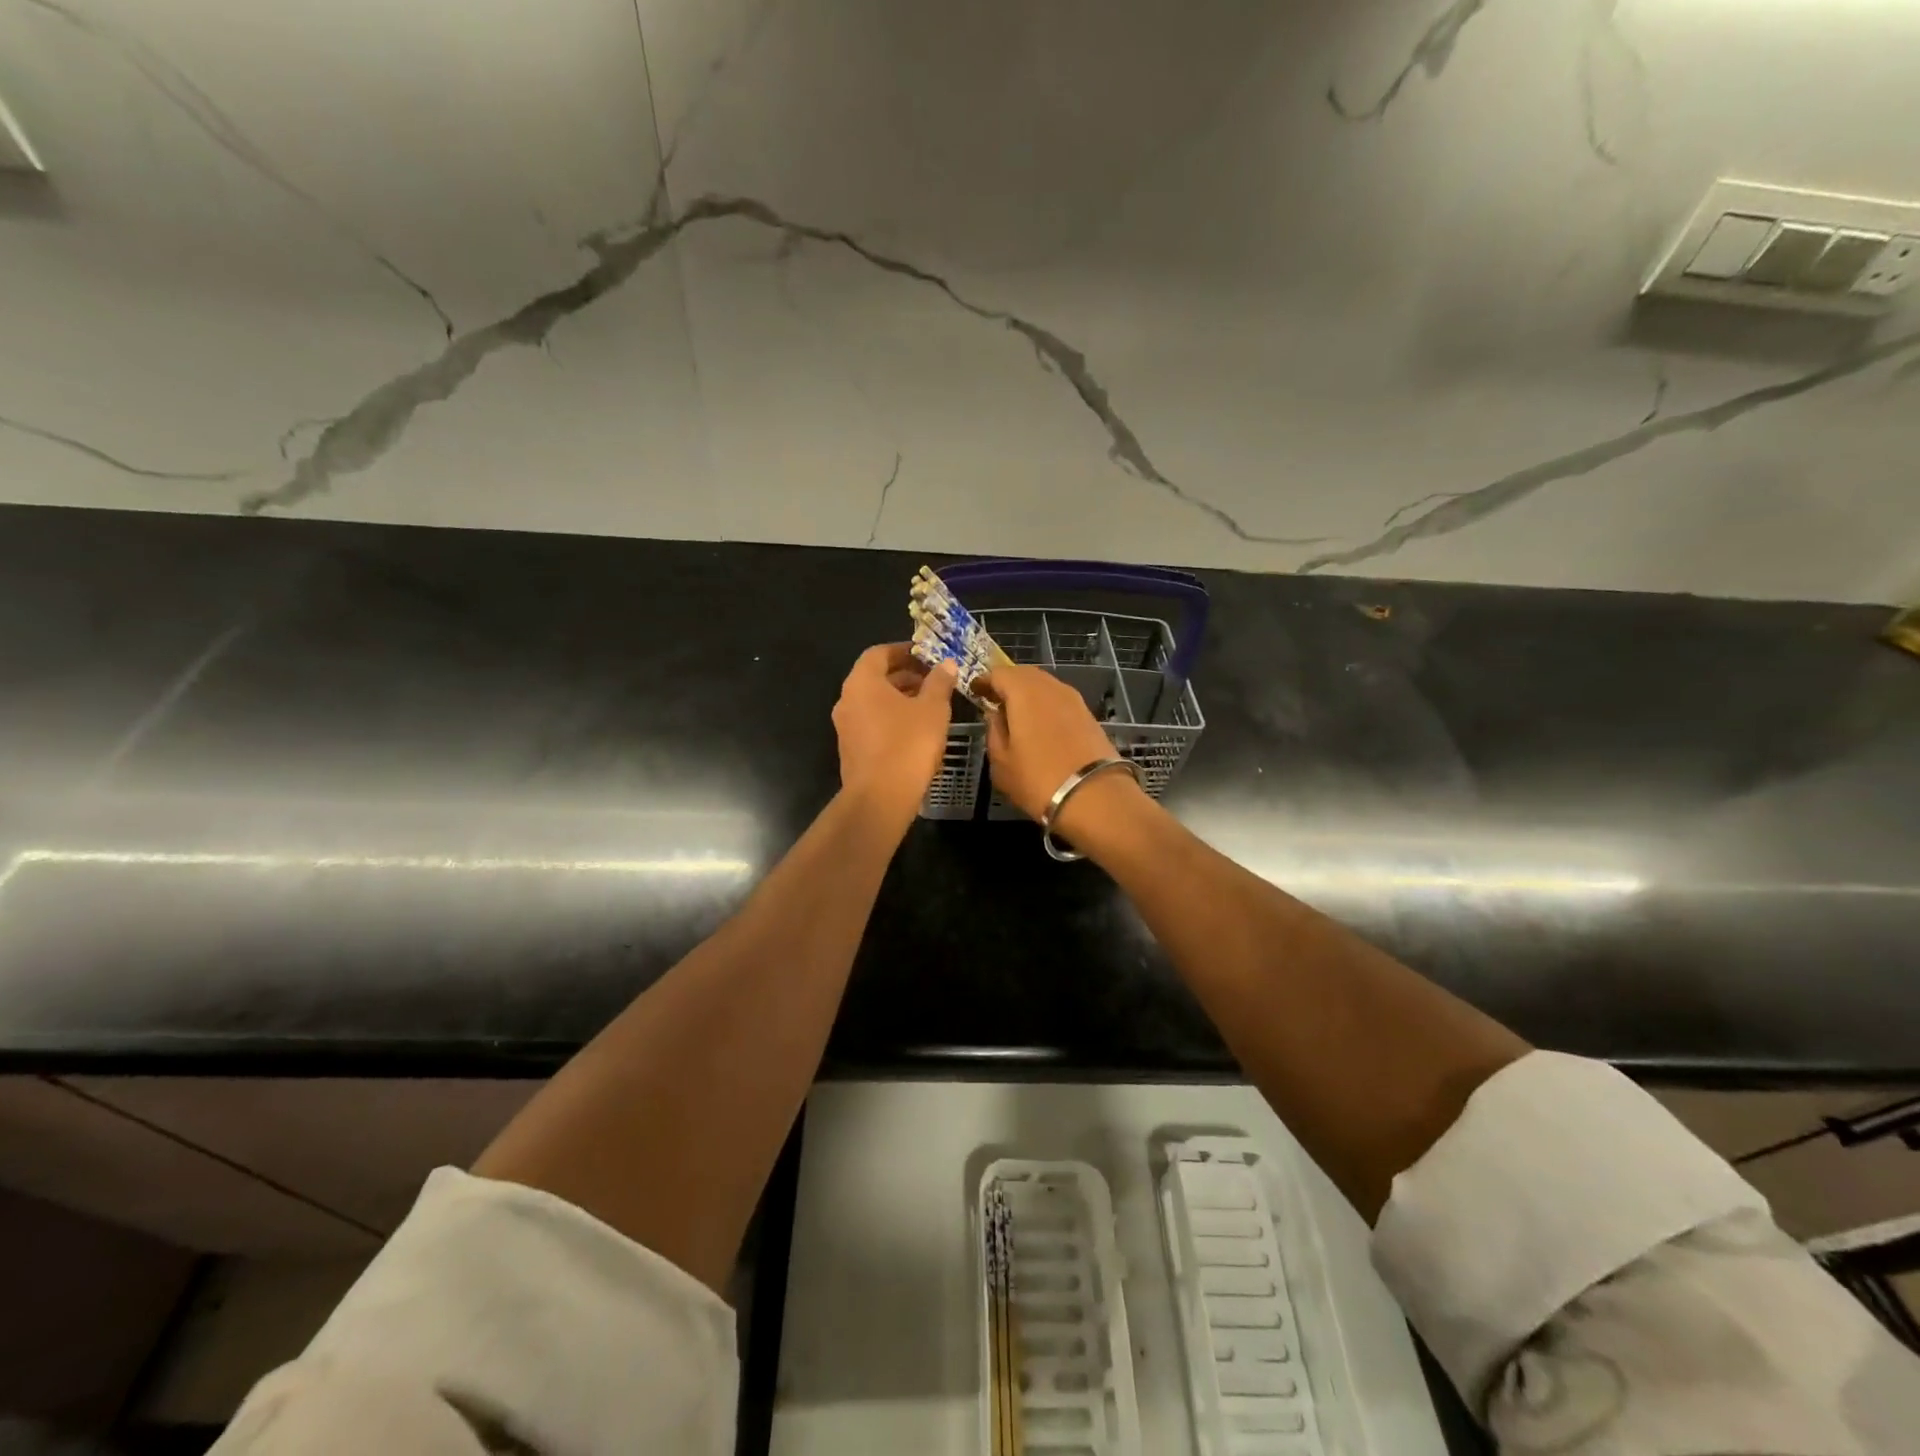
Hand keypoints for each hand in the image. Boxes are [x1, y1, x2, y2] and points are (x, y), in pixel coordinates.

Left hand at [832, 644, 958, 830]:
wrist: (880, 798)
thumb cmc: (908, 744)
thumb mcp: (933, 709)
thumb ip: (939, 682)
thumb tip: (946, 664)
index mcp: (862, 682)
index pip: (879, 653)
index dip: (904, 651)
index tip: (927, 656)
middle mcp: (847, 700)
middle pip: (875, 678)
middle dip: (905, 676)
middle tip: (933, 681)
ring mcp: (846, 727)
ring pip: (874, 703)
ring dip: (900, 699)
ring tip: (930, 705)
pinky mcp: (851, 750)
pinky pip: (872, 724)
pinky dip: (892, 719)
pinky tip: (916, 732)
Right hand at [980, 663, 1145, 833]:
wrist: (1095, 796)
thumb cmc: (1038, 780)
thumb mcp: (1001, 762)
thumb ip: (994, 731)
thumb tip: (994, 714)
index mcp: (1024, 692)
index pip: (999, 674)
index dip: (984, 680)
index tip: (974, 691)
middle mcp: (1050, 687)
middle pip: (1024, 674)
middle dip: (1007, 683)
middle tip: (994, 700)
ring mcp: (1073, 699)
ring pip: (1044, 685)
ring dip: (1027, 693)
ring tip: (1016, 713)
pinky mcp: (1088, 714)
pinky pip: (1059, 699)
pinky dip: (1045, 704)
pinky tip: (1040, 724)